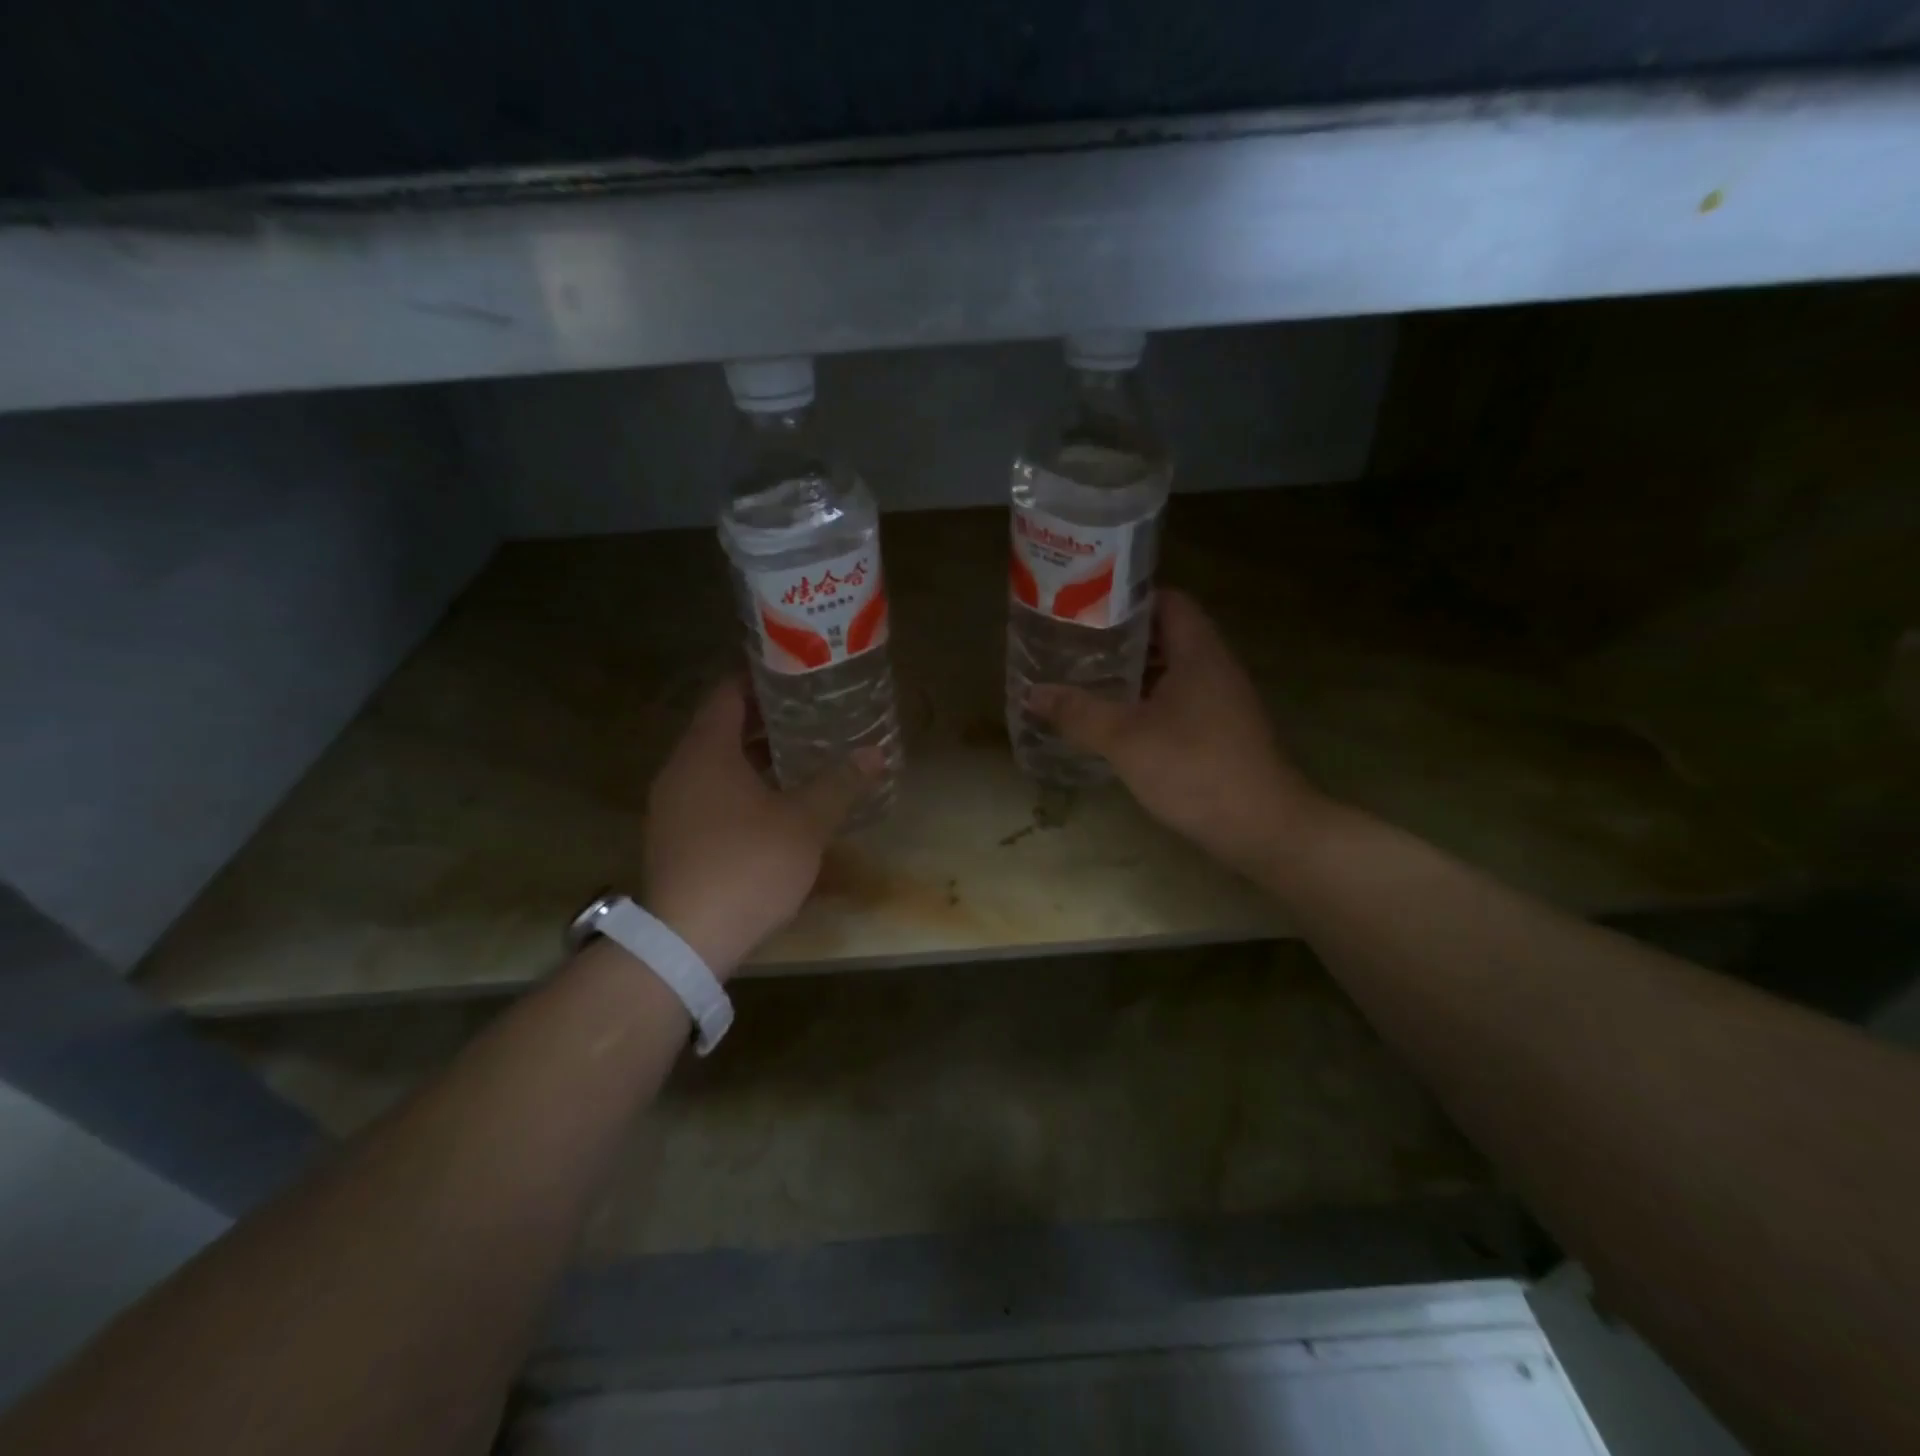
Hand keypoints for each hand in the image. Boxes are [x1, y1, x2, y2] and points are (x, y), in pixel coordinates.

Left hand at [641, 678, 879, 976]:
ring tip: (803, 757)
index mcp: (706, 751)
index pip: (729, 693)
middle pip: (723, 728)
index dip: (763, 678)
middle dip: (768, 720)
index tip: (799, 675)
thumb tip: (874, 754)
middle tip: (814, 716)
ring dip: (756, 758)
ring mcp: (673, 806)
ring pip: (717, 765)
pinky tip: (777, 805)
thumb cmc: (748, 865)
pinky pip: (711, 795)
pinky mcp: (675, 838)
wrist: (686, 941)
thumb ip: (839, 784)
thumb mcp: (804, 823)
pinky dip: (742, 788)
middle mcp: (681, 770)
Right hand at [1027, 589, 1328, 874]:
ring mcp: (1222, 701)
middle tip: (1077, 647)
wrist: (1262, 828)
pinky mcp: (1222, 731)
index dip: (1127, 600)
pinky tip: (1119, 722)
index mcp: (1198, 652)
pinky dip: (1149, 702)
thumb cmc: (1194, 768)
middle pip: (1167, 635)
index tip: (1086, 610)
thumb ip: (1078, 712)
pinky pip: (1180, 701)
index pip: (1167, 601)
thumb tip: (1031, 693)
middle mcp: (1215, 667)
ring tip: (1089, 680)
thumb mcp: (1124, 739)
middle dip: (1122, 640)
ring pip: (1172, 671)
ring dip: (1134, 674)